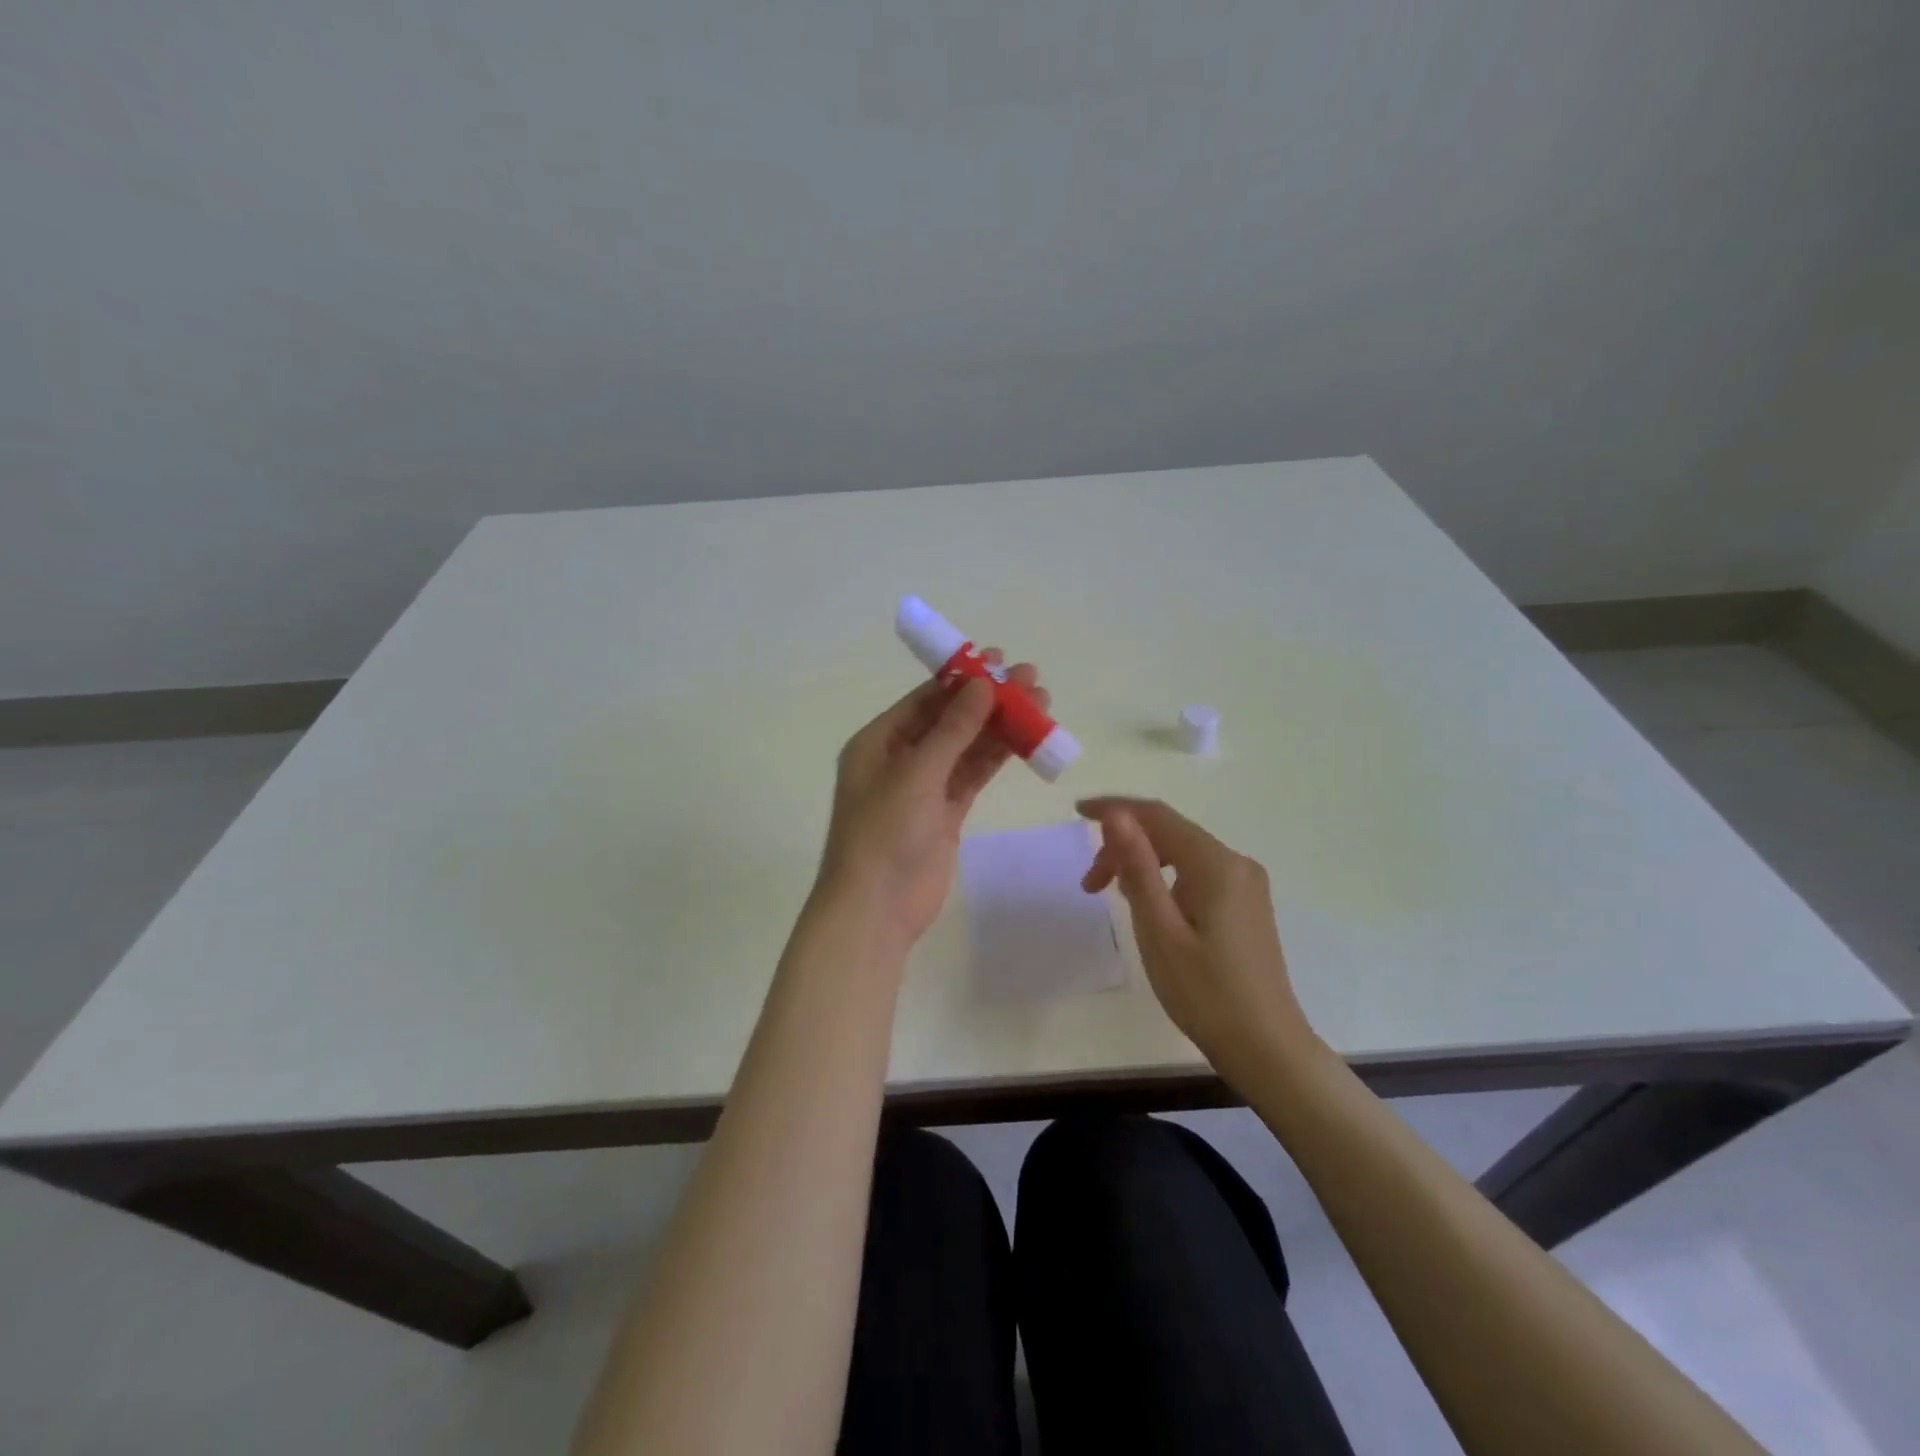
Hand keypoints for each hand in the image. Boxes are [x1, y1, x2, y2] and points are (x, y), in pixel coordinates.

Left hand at [817, 653, 1049, 947]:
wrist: (876, 909)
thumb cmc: (884, 833)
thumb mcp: (917, 773)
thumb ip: (953, 729)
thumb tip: (982, 684)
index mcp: (877, 742)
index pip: (925, 699)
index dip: (963, 678)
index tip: (1000, 660)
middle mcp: (899, 758)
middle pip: (950, 720)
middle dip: (989, 700)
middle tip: (1033, 679)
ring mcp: (924, 787)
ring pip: (967, 747)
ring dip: (1000, 727)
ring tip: (1042, 704)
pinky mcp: (945, 813)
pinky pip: (973, 776)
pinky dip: (997, 758)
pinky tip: (1027, 740)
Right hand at [1078, 797, 1316, 1086]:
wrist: (1267, 1048)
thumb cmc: (1205, 993)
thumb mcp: (1159, 929)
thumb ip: (1137, 867)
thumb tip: (1116, 815)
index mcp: (1216, 864)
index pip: (1157, 816)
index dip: (1115, 809)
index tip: (1076, 812)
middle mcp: (1236, 863)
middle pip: (1169, 833)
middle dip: (1123, 846)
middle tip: (1089, 885)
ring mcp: (1246, 884)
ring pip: (1181, 853)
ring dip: (1142, 863)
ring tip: (1111, 896)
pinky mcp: (1246, 905)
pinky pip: (1196, 873)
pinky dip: (1164, 878)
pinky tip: (1149, 906)